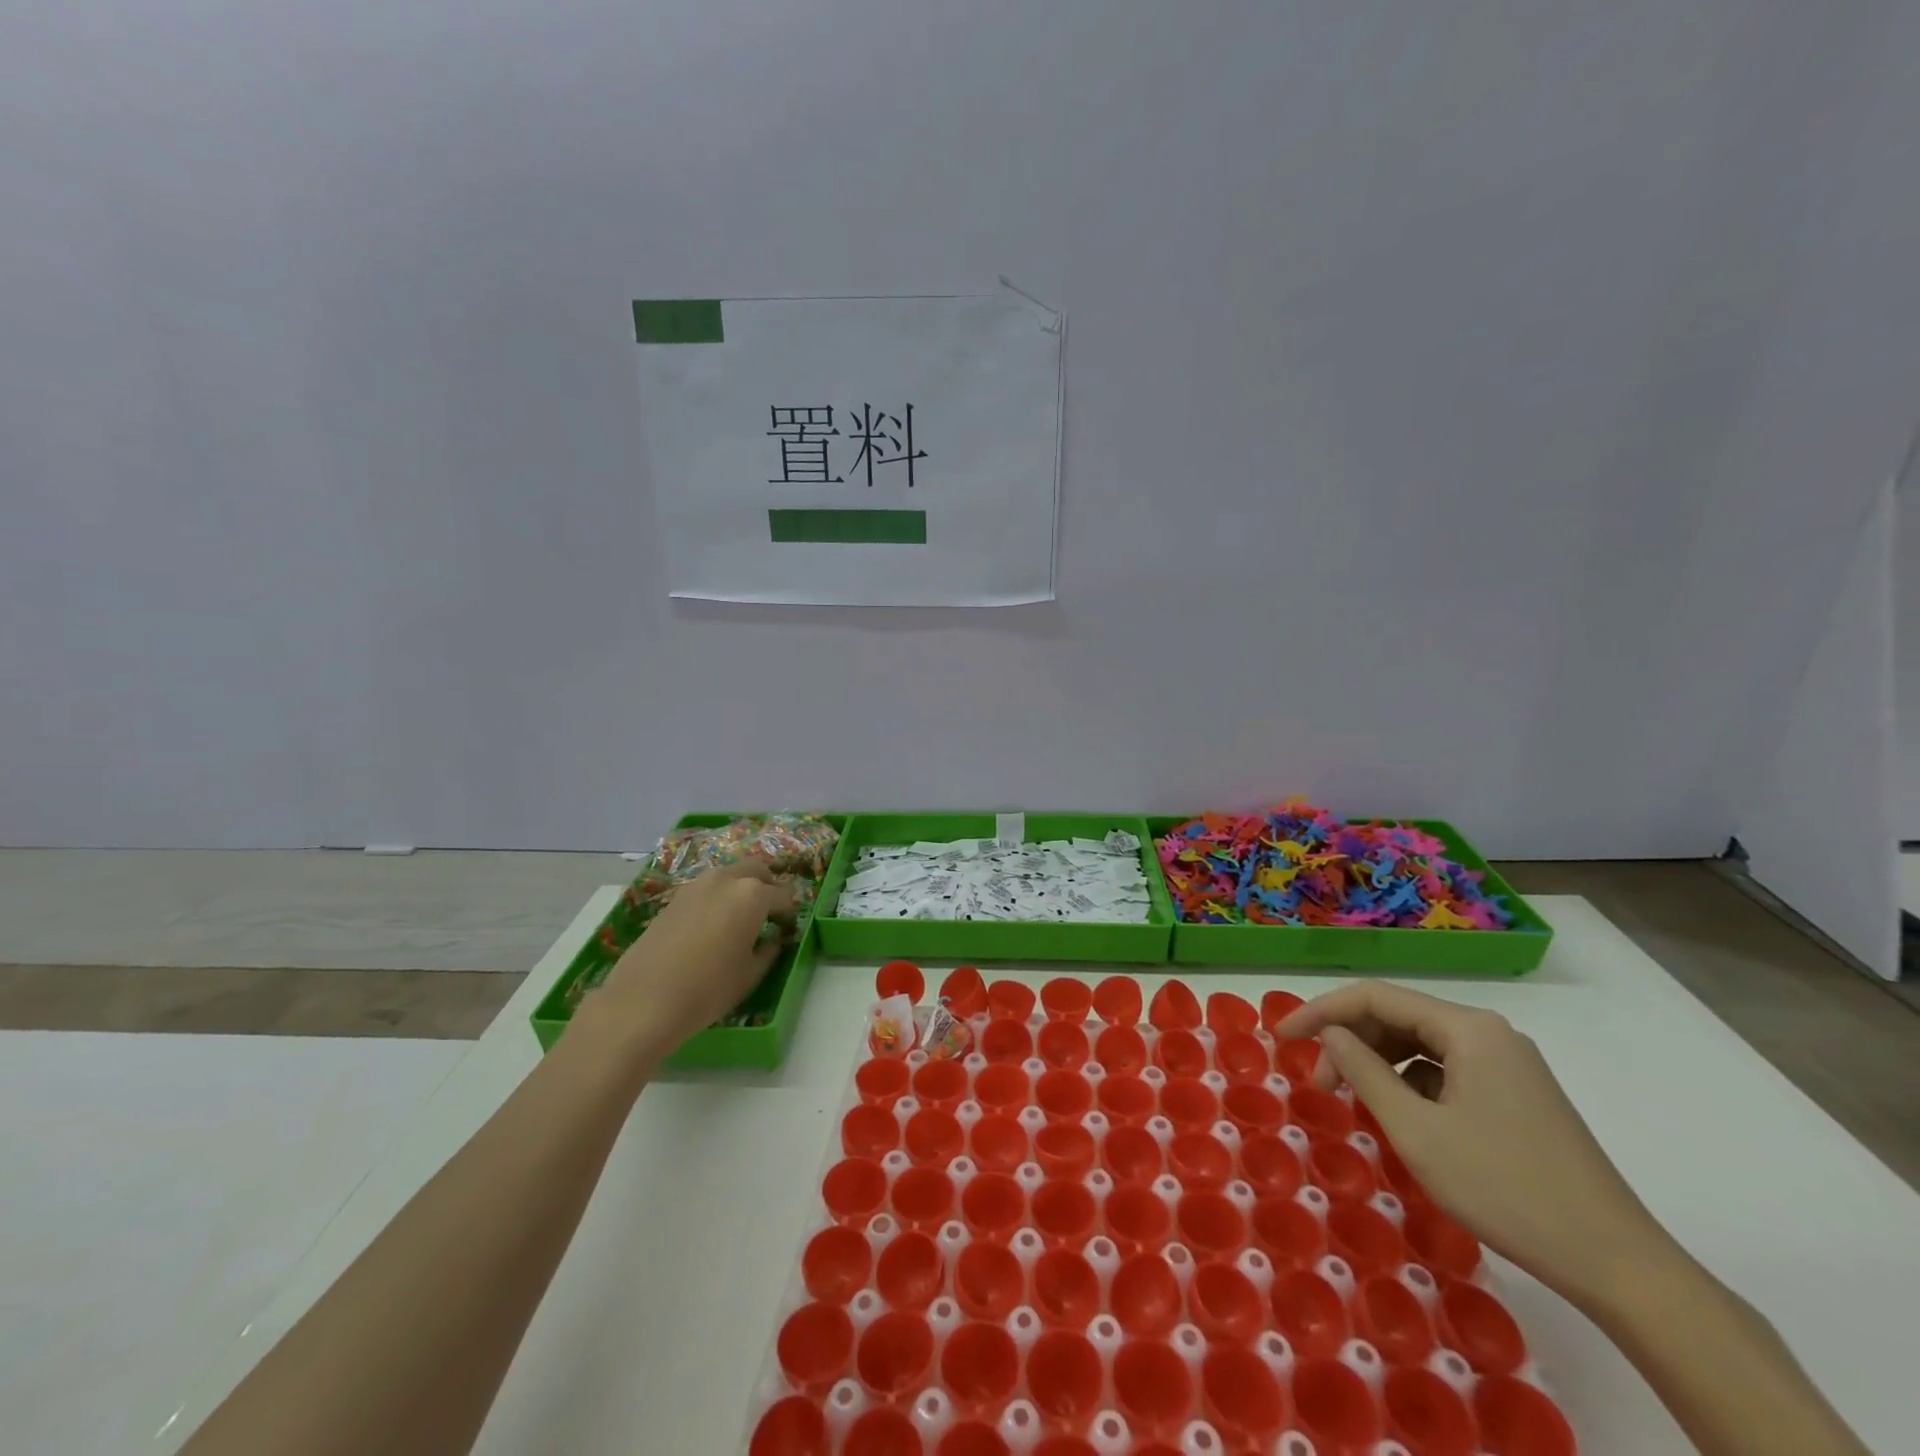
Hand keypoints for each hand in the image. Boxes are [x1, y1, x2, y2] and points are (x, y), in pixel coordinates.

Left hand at [579, 860, 797, 1060]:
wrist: (643, 1001)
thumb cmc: (708, 989)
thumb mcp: (750, 975)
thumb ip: (769, 950)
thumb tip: (774, 939)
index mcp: (752, 895)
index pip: (783, 895)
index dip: (789, 913)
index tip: (788, 929)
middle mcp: (726, 879)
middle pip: (756, 870)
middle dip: (768, 886)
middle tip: (770, 912)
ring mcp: (696, 886)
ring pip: (729, 874)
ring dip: (741, 887)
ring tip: (741, 915)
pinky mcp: (674, 898)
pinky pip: (706, 888)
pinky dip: (717, 897)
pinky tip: (713, 923)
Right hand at [1278, 982, 1673, 1309]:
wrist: (1618, 1264)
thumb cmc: (1506, 1189)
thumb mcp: (1417, 1131)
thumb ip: (1364, 1071)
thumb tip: (1331, 1034)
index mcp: (1468, 1028)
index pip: (1375, 997)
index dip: (1321, 1011)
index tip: (1283, 1038)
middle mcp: (1489, 1032)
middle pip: (1399, 1017)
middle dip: (1350, 1042)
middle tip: (1319, 1083)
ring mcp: (1508, 1063)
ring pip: (1421, 1044)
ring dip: (1378, 1063)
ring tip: (1351, 1099)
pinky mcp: (1518, 1094)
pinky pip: (1447, 1069)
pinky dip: (1411, 1082)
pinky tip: (1399, 1113)